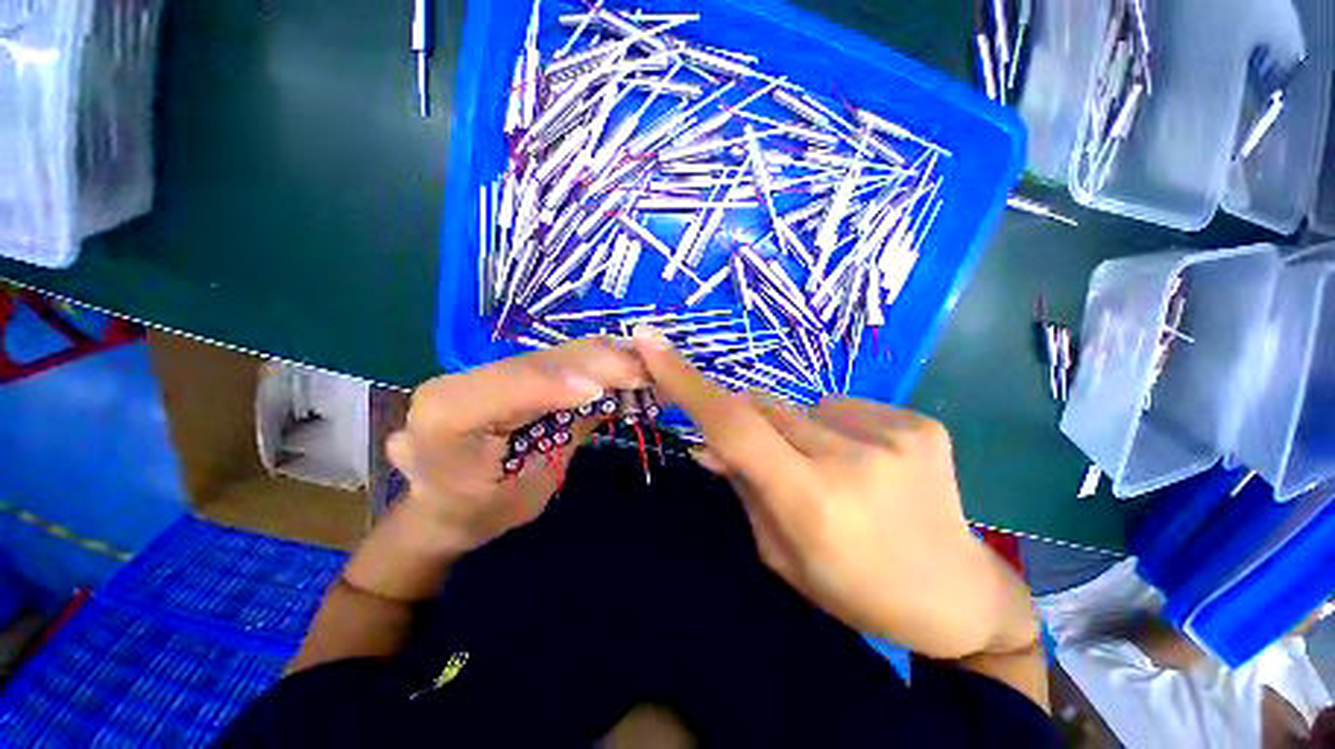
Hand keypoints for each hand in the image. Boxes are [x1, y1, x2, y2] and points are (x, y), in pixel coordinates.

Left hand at [385, 338, 647, 554]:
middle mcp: (462, 378)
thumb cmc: (481, 513)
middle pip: (545, 359)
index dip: (560, 382)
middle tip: (654, 370)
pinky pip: (559, 360)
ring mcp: (484, 369)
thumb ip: (567, 438)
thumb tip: (609, 393)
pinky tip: (625, 369)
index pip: (512, 385)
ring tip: (648, 368)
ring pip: (556, 353)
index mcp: (449, 414)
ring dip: (607, 359)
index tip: (609, 388)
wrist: (441, 507)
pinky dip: (597, 364)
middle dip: (603, 362)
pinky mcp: (506, 370)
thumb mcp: (527, 492)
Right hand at [632, 326, 1037, 659]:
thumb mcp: (781, 554)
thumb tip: (706, 443)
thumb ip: (742, 487)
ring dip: (796, 432)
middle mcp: (853, 459)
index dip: (687, 382)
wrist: (956, 594)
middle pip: (763, 408)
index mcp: (811, 502)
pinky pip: (844, 408)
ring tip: (830, 470)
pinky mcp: (921, 424)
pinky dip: (836, 428)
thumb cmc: (855, 589)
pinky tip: (866, 462)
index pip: (733, 426)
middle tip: (770, 460)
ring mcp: (895, 435)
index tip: (651, 343)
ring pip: (802, 407)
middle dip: (749, 425)